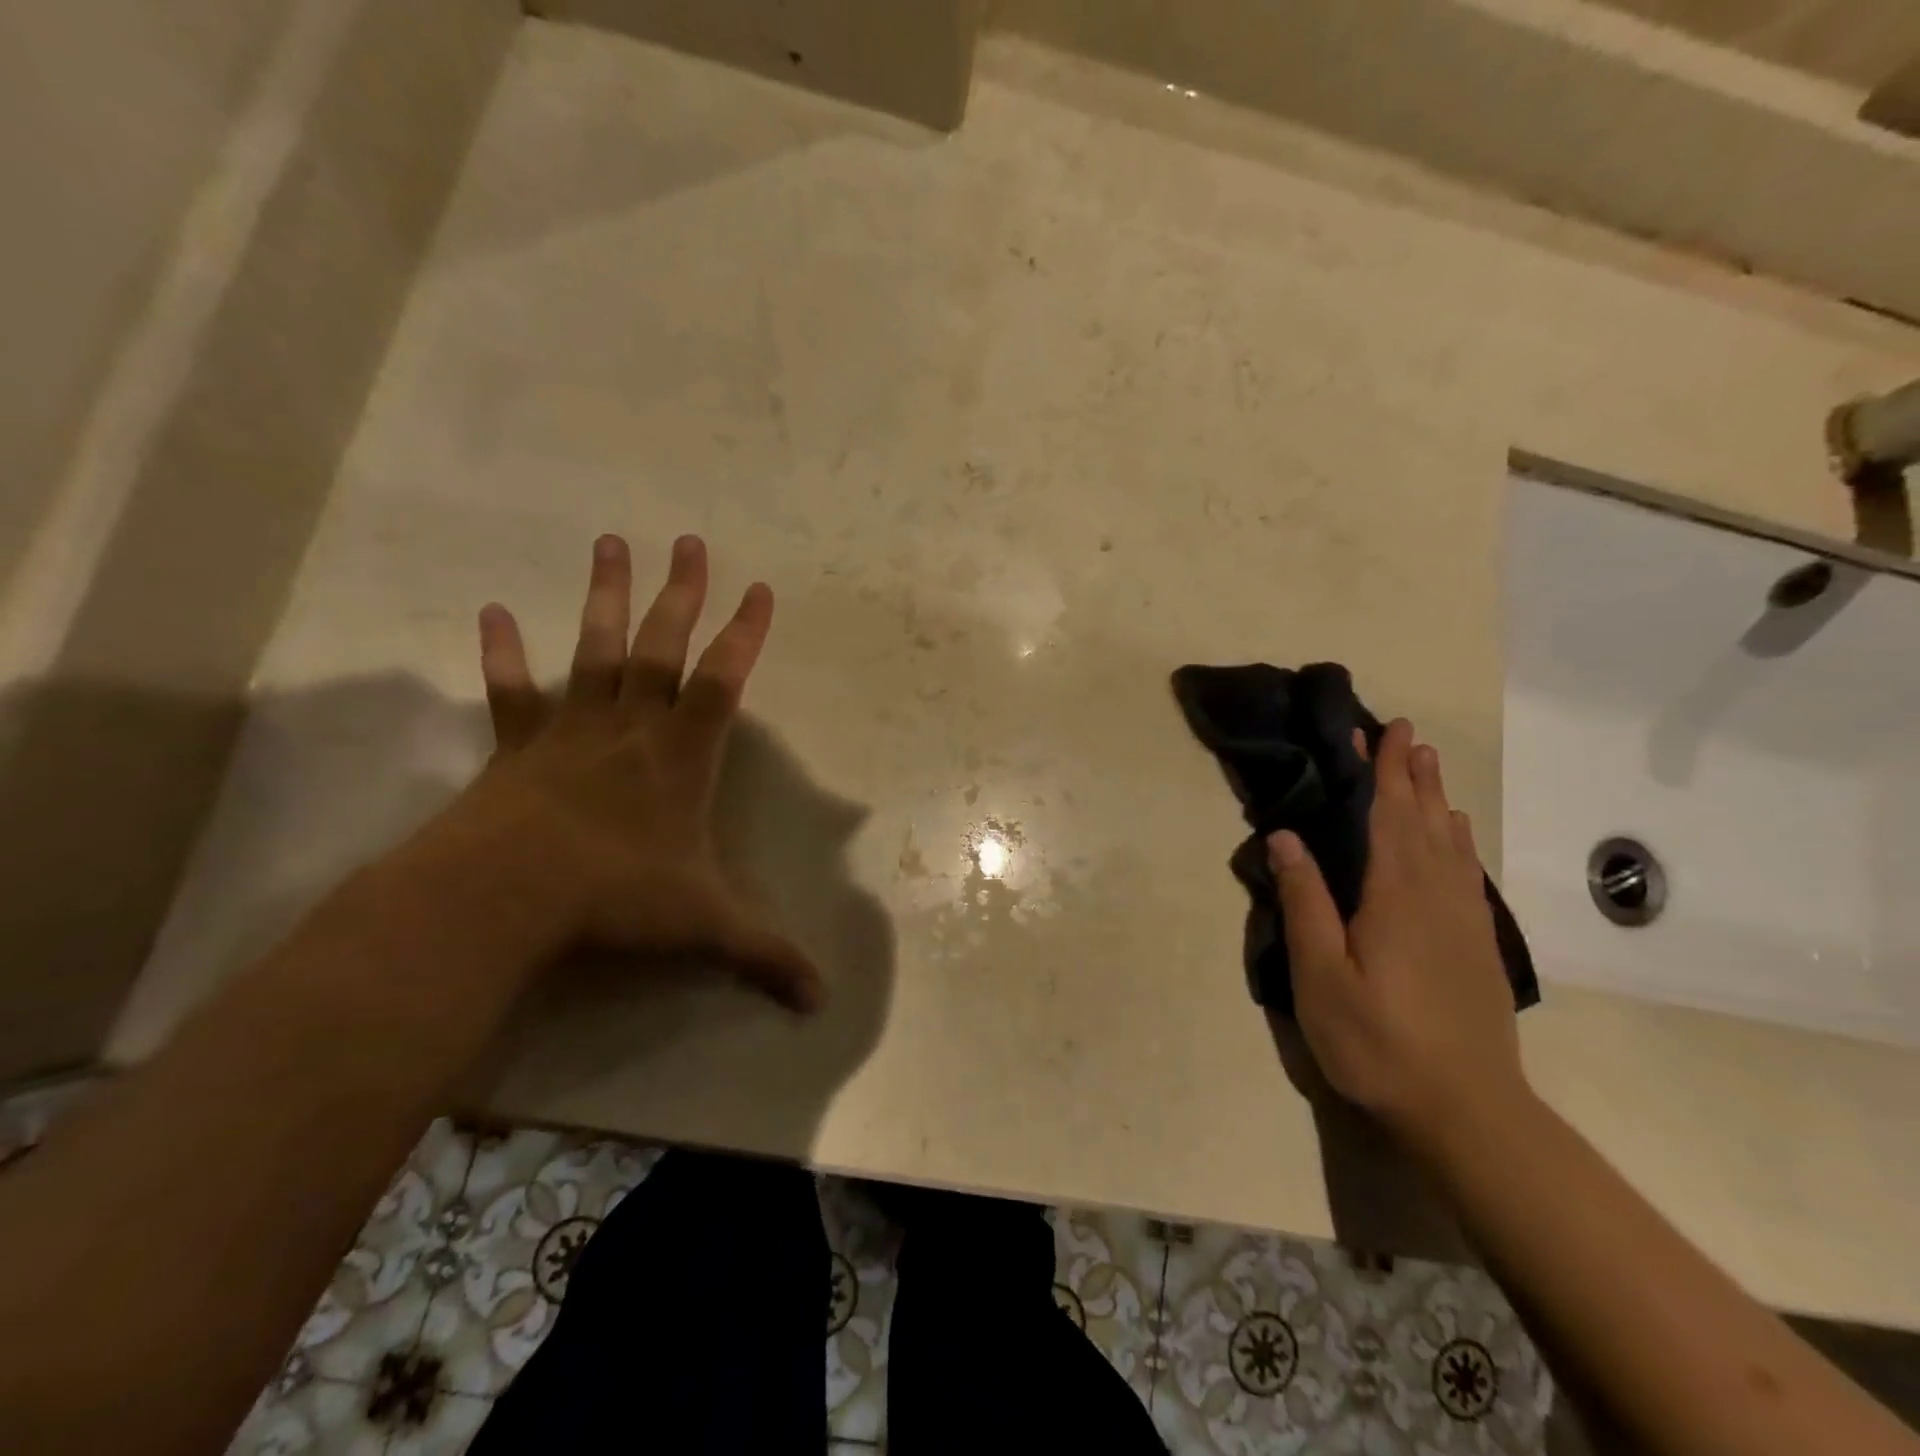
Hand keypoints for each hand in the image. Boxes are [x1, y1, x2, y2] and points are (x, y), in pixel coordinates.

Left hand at [441, 532, 821, 1012]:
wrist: (505, 900)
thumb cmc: (617, 900)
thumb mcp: (705, 927)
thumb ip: (765, 956)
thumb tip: (821, 1003)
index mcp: (682, 757)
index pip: (725, 681)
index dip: (745, 634)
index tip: (760, 588)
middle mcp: (631, 729)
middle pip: (660, 646)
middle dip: (681, 594)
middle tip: (688, 540)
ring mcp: (571, 732)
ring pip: (594, 651)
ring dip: (603, 596)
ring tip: (609, 542)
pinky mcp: (516, 748)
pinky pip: (512, 693)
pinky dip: (501, 653)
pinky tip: (489, 611)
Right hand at [1268, 719, 1522, 1145]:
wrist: (1467, 1111)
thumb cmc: (1378, 1042)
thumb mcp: (1320, 975)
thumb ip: (1305, 901)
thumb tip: (1285, 836)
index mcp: (1395, 896)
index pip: (1389, 817)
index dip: (1385, 772)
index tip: (1384, 731)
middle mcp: (1436, 895)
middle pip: (1425, 821)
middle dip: (1413, 775)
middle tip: (1408, 734)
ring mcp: (1464, 921)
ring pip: (1451, 844)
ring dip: (1437, 800)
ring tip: (1429, 769)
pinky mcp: (1477, 945)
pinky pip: (1468, 873)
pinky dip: (1460, 842)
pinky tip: (1456, 838)